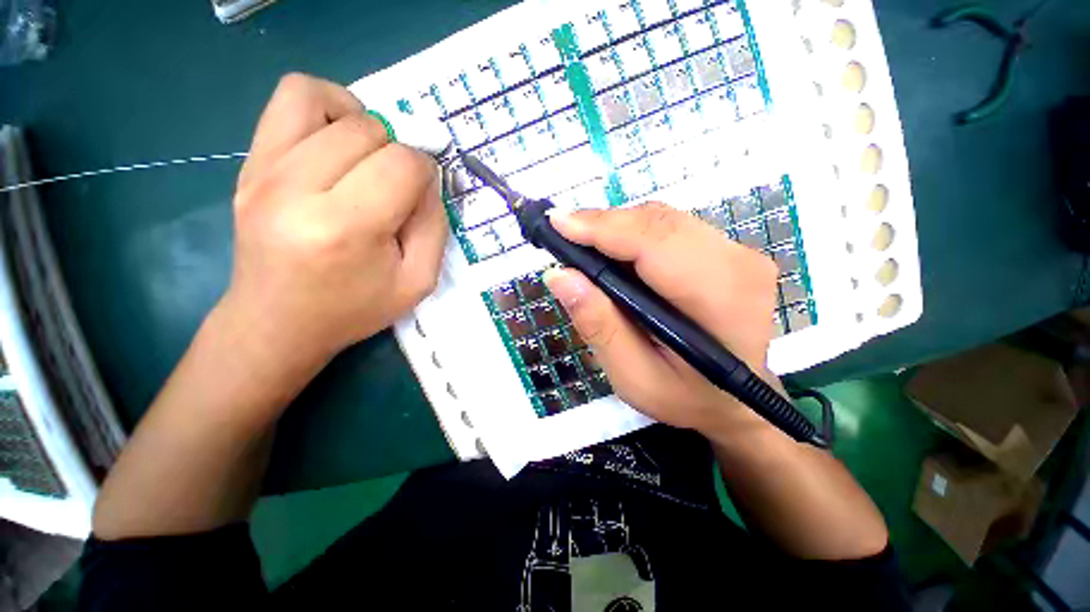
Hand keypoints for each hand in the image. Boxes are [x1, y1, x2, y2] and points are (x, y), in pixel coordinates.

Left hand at [224, 74, 446, 370]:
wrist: (277, 322)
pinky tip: (336, 140)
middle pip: (368, 130)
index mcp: (345, 228)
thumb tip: (427, 179)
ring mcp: (262, 171)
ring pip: (325, 101)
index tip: (422, 195)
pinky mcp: (248, 164)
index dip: (426, 172)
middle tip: (395, 185)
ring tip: (368, 156)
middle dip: (397, 152)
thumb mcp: (418, 281)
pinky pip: (289, 99)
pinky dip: (325, 106)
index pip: (401, 165)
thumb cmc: (354, 308)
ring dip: (364, 123)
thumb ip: (435, 226)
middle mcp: (295, 189)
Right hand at [543, 203, 780, 437]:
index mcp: (721, 299)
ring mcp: (738, 252)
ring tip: (583, 245)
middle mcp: (738, 263)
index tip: (558, 223)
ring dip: (617, 228)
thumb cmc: (685, 397)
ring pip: (663, 220)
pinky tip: (613, 252)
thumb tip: (559, 276)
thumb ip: (598, 325)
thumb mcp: (633, 376)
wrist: (735, 401)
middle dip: (603, 224)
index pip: (655, 242)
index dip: (603, 227)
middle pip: (658, 222)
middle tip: (563, 234)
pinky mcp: (728, 251)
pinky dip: (634, 234)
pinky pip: (671, 228)